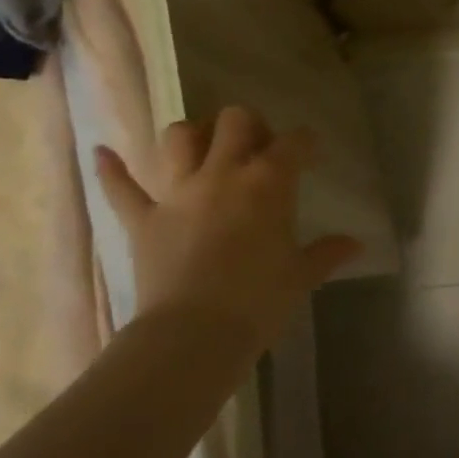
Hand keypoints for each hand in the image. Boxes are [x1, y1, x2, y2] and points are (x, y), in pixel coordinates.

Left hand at [94, 108, 361, 353]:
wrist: (194, 335)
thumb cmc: (260, 300)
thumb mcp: (301, 275)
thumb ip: (327, 253)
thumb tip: (356, 244)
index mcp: (269, 181)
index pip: (294, 142)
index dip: (305, 143)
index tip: (310, 155)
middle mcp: (223, 173)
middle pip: (234, 122)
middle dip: (248, 126)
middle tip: (256, 148)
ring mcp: (179, 193)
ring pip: (179, 139)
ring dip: (191, 135)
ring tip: (202, 146)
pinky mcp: (143, 220)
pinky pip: (120, 188)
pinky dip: (111, 170)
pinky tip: (102, 152)